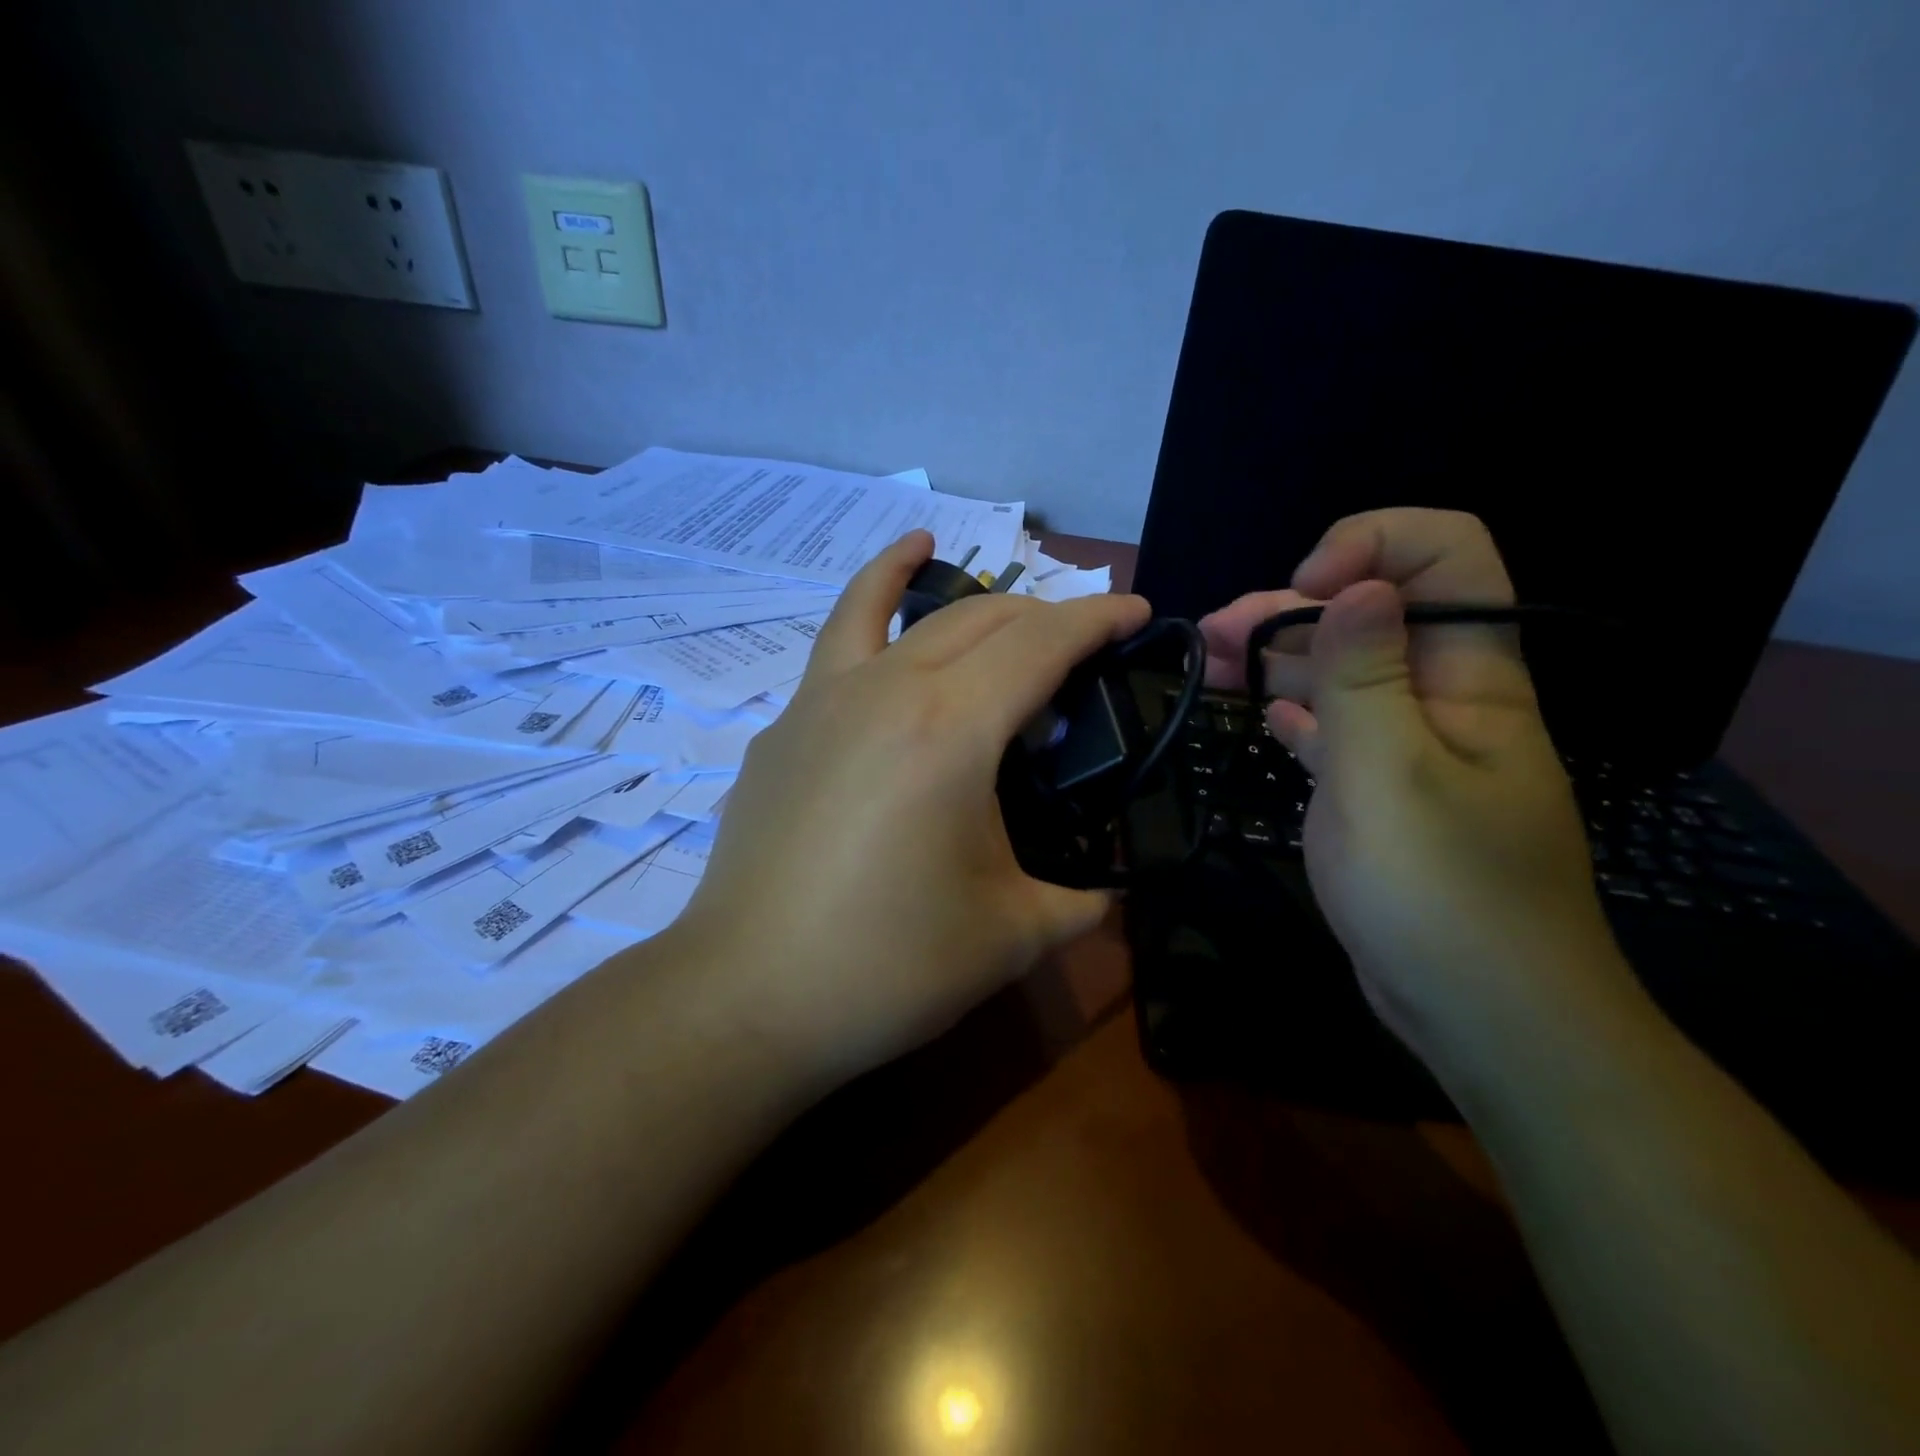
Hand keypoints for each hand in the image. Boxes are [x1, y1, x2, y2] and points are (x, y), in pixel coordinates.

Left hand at [674, 531, 1151, 1085]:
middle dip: (1042, 616)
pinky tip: (889, 591)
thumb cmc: (887, 966)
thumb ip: (1080, 900)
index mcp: (952, 728)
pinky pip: (837, 641)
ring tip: (958, 566)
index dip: (1098, 619)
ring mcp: (823, 699)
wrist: (747, 996)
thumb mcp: (1011, 935)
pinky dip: (869, 597)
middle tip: (1078, 647)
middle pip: (981, 618)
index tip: (1136, 611)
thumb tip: (1109, 889)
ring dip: (945, 586)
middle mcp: (888, 688)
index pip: (1043, 642)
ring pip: (899, 611)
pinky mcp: (785, 726)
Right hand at [1199, 509, 1633, 1077]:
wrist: (1481, 1014)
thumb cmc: (1441, 894)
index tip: (1301, 592)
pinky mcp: (1378, 794)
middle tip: (1214, 634)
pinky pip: (1334, 731)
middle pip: (1373, 614)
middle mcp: (1443, 700)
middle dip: (1292, 607)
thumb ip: (1367, 677)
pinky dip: (1295, 712)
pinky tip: (1262, 715)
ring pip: (1343, 673)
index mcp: (1471, 679)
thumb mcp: (1392, 777)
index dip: (1373, 545)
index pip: (1448, 558)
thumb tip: (1355, 586)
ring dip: (1277, 658)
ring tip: (1208, 661)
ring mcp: (1409, 749)